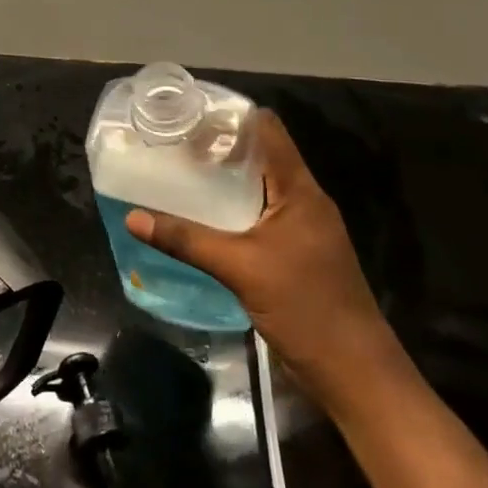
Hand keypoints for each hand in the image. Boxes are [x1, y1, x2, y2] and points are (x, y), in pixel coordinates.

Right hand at [125, 110, 405, 407]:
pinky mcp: (292, 253)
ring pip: (256, 188)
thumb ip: (186, 240)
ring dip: (221, 180)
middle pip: (259, 156)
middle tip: (170, 143)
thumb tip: (133, 217)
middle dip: (217, 147)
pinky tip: (197, 217)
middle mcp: (301, 201)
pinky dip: (227, 209)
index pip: (268, 131)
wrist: (355, 373)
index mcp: (299, 191)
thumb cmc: (306, 308)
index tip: (188, 113)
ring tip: (176, 173)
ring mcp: (299, 229)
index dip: (231, 116)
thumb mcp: (240, 268)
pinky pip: (255, 216)